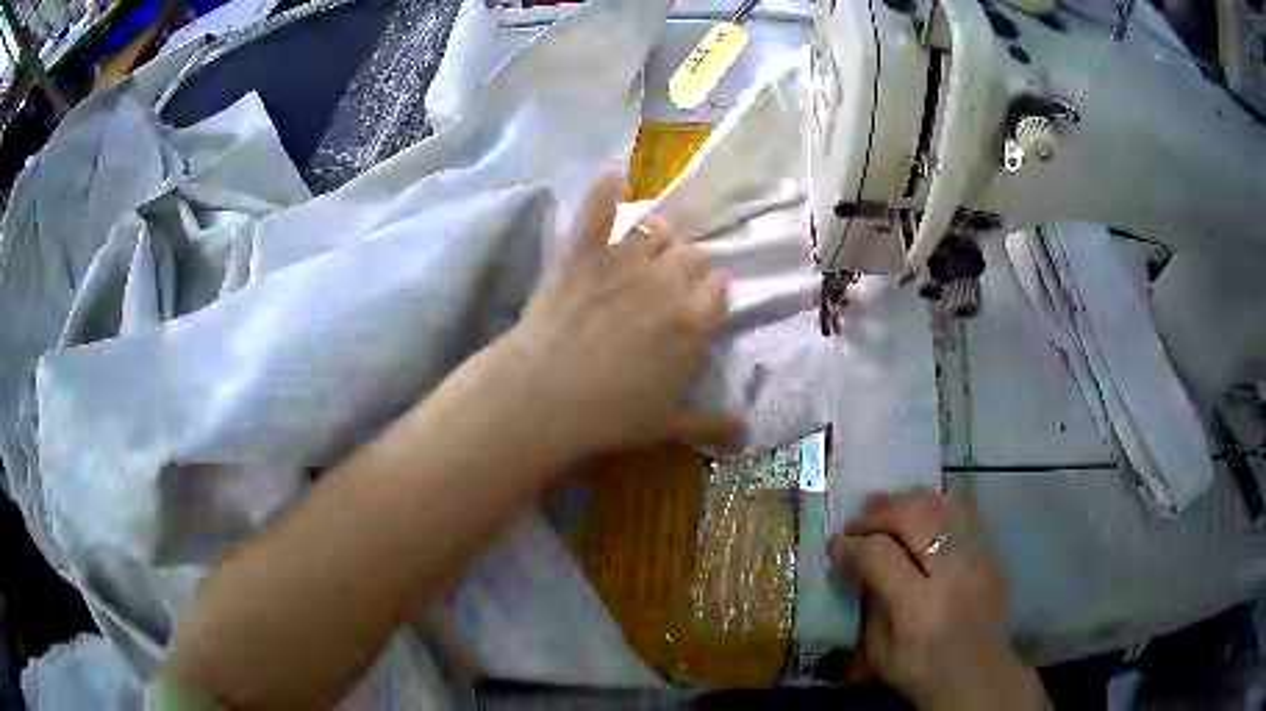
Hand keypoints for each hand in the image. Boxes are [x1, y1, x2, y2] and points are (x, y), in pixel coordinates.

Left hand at [501, 172, 741, 456]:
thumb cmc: (611, 414)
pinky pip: (596, 211)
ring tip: (654, 232)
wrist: (547, 394)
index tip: (705, 299)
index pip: (719, 289)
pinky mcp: (582, 252)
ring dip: (659, 230)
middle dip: (690, 262)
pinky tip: (611, 173)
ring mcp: (623, 261)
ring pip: (654, 230)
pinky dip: (604, 190)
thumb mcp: (666, 425)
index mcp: (692, 321)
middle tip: (675, 275)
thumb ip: (710, 423)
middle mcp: (666, 282)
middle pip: (692, 256)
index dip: (713, 291)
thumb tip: (747, 435)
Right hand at [828, 488, 1046, 710]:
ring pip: (941, 502)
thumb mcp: (880, 652)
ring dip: (905, 502)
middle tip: (857, 523)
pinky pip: (962, 511)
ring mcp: (980, 556)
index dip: (851, 544)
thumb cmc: (922, 674)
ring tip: (886, 513)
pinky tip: (918, 520)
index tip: (835, 546)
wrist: (980, 676)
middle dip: (877, 513)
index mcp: (919, 608)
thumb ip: (870, 603)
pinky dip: (934, 507)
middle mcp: (954, 572)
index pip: (880, 554)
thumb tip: (856, 563)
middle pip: (913, 514)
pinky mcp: (992, 551)